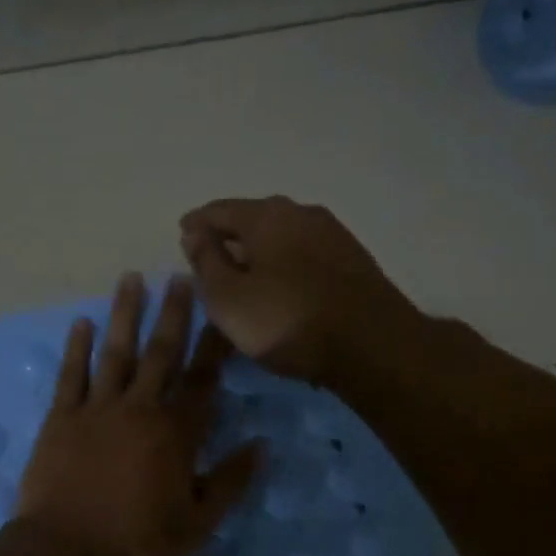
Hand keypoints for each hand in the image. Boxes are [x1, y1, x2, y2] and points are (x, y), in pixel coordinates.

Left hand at [16, 273, 264, 555]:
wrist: (67, 551)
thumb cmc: (137, 541)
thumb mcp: (198, 523)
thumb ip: (231, 481)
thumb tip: (263, 446)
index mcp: (176, 432)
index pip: (203, 380)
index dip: (214, 346)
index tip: (222, 313)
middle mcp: (140, 408)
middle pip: (161, 353)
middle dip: (174, 313)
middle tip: (180, 276)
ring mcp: (97, 408)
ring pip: (116, 352)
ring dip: (125, 314)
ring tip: (131, 279)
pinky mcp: (62, 417)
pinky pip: (71, 374)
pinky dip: (77, 347)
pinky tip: (82, 322)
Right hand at [179, 196, 423, 384]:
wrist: (374, 346)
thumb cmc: (289, 321)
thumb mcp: (229, 299)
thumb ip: (206, 262)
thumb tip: (194, 232)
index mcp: (267, 216)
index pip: (219, 210)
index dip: (196, 223)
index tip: (182, 234)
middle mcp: (302, 213)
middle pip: (254, 218)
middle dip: (229, 235)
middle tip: (210, 256)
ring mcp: (333, 234)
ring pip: (282, 236)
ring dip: (259, 251)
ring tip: (244, 274)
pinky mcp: (353, 260)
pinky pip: (304, 254)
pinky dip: (284, 264)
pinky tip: (280, 285)